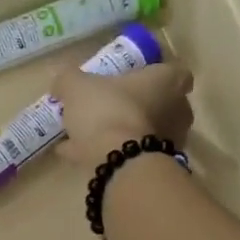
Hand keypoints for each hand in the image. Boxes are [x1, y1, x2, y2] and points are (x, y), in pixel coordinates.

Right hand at [53, 62, 194, 165]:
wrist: (118, 162)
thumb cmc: (107, 111)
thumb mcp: (77, 87)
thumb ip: (68, 80)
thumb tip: (62, 82)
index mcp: (167, 82)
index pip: (175, 72)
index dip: (155, 74)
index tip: (134, 79)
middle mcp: (177, 110)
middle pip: (161, 104)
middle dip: (137, 105)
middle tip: (108, 107)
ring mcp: (169, 141)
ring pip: (144, 131)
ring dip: (123, 132)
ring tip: (89, 136)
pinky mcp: (155, 166)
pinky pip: (130, 155)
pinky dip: (110, 154)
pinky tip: (81, 155)